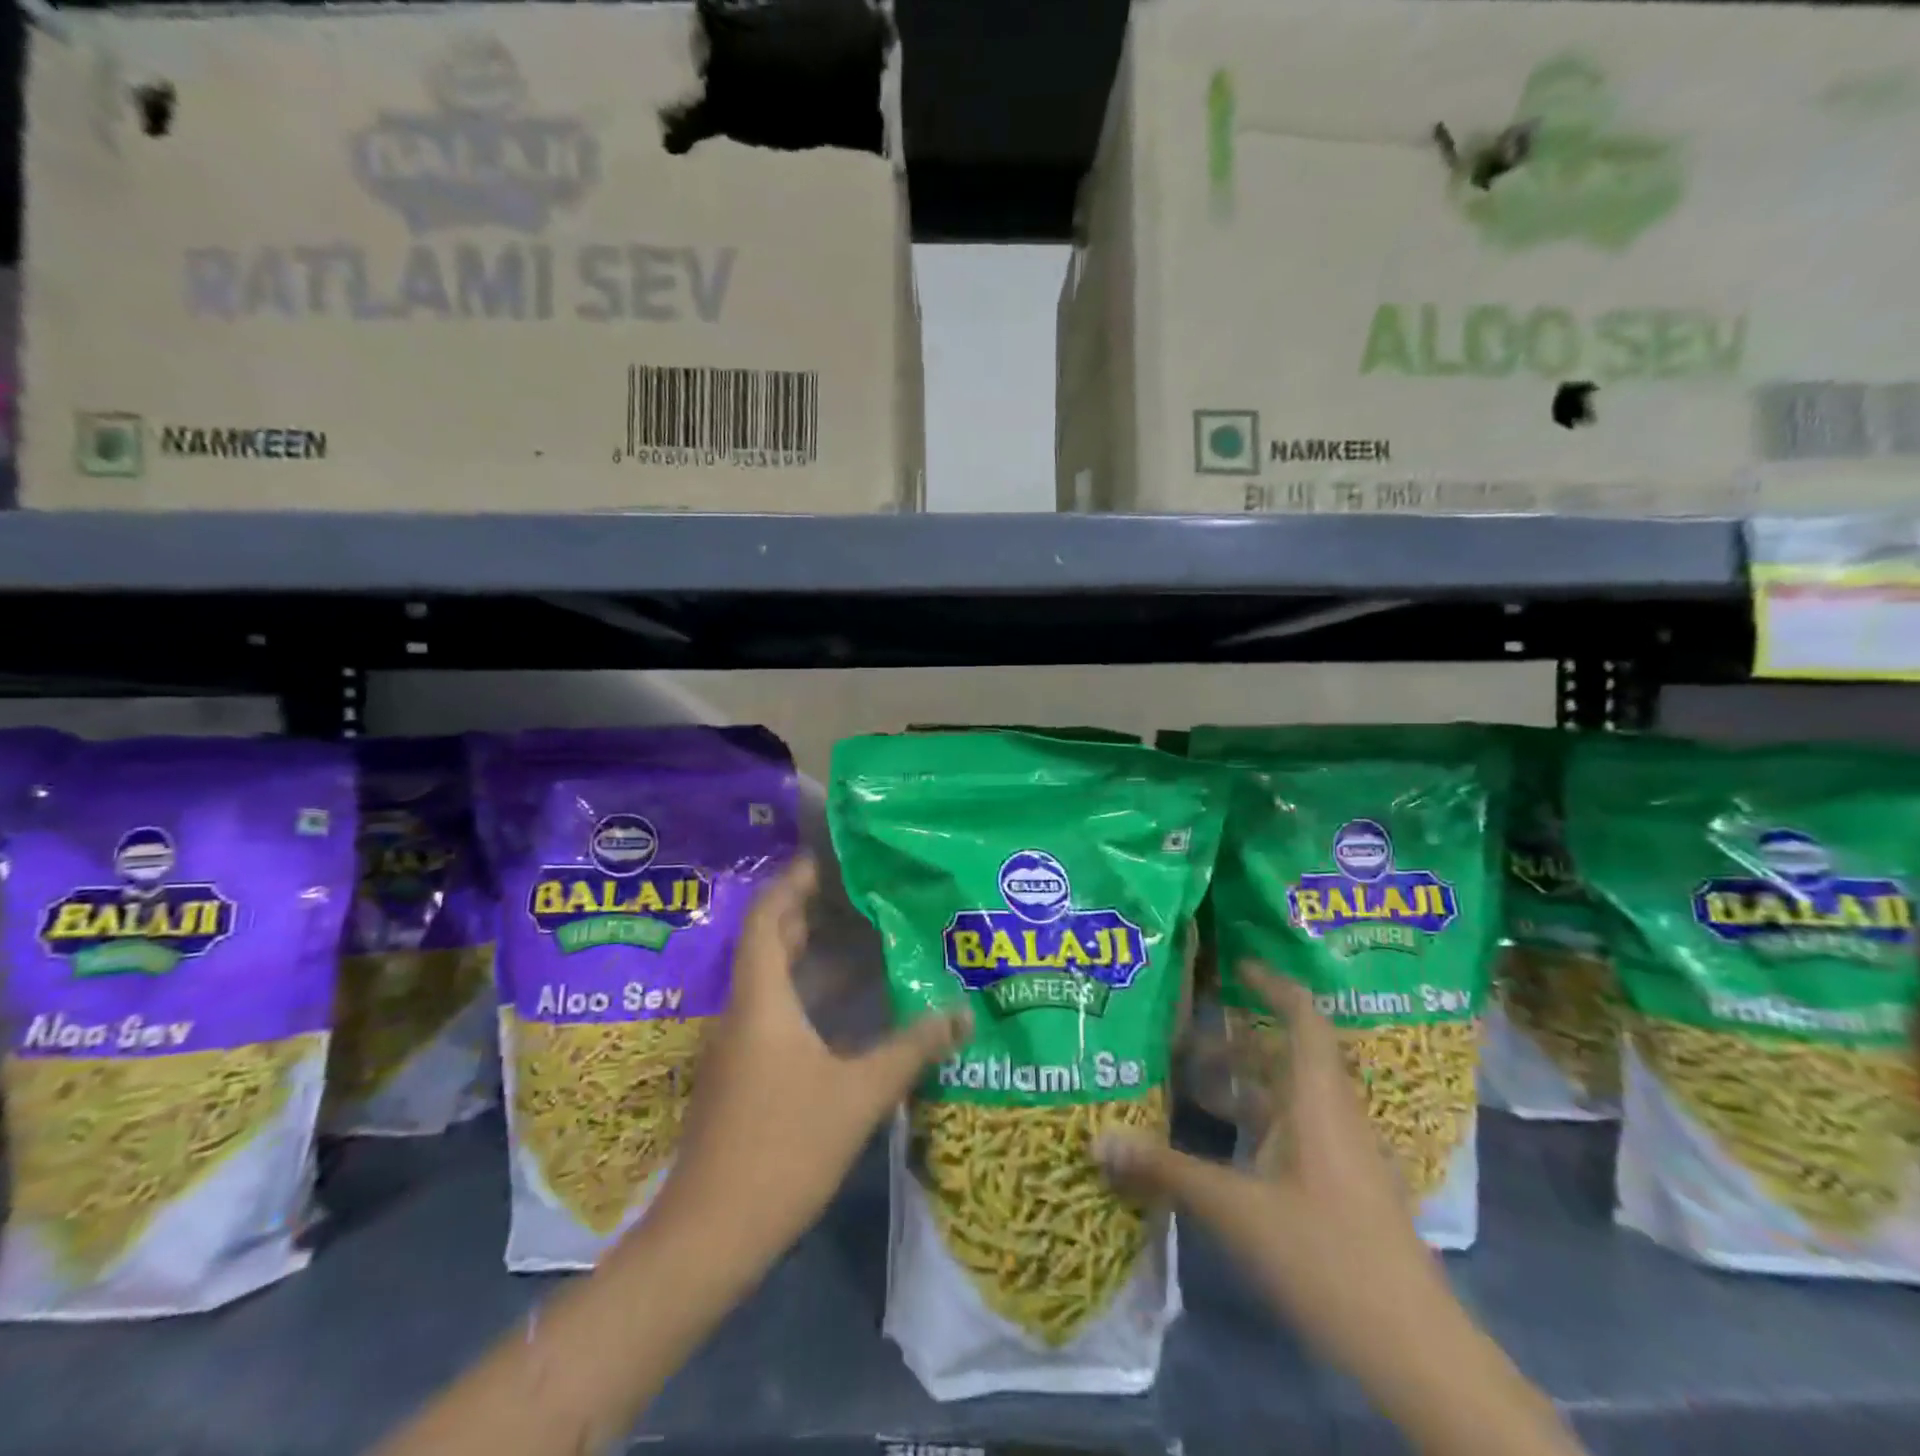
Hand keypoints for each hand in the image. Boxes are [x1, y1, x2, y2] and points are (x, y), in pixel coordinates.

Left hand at [656, 857, 971, 1259]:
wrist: (709, 1237)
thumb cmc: (782, 1150)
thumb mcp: (858, 1095)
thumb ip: (912, 1049)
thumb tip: (962, 1014)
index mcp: (762, 1000)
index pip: (767, 916)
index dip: (794, 881)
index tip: (830, 857)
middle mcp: (745, 1010)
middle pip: (771, 941)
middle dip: (809, 909)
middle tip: (859, 888)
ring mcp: (741, 1044)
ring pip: (776, 978)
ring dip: (813, 952)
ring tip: (863, 931)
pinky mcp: (745, 1073)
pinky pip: (779, 1010)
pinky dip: (812, 992)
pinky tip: (850, 1003)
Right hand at [1101, 964, 1447, 1379]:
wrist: (1415, 1350)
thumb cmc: (1328, 1256)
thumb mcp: (1236, 1211)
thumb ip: (1166, 1170)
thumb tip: (1098, 1139)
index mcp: (1317, 1100)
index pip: (1304, 1018)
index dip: (1273, 985)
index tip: (1236, 966)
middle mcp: (1332, 1114)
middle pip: (1285, 1055)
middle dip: (1234, 1040)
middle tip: (1181, 1034)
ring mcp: (1341, 1153)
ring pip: (1287, 1096)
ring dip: (1241, 1083)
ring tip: (1187, 1082)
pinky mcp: (1341, 1187)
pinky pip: (1292, 1131)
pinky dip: (1254, 1122)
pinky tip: (1218, 1144)